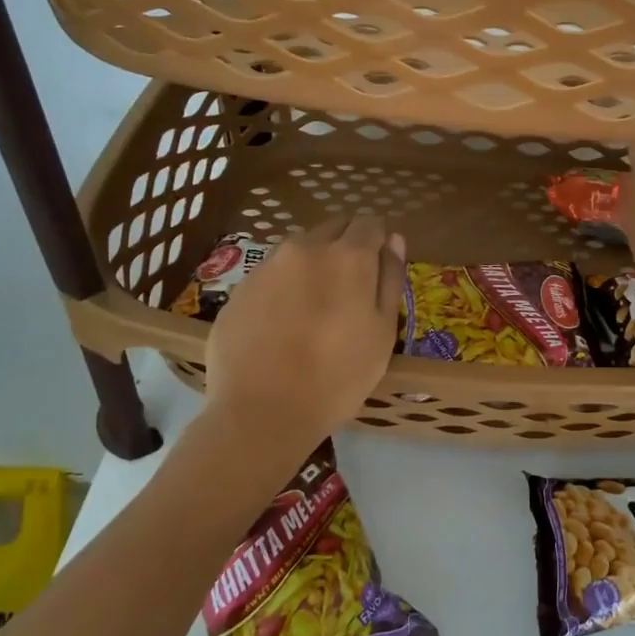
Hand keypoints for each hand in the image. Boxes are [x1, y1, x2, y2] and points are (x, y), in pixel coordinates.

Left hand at [204, 216, 405, 447]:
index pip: (370, 223)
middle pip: (333, 228)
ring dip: (314, 264)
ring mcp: (267, 266)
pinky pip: (271, 274)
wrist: (260, 412)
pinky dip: (284, 287)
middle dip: (347, 246)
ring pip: (300, 249)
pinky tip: (283, 324)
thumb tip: (394, 240)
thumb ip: (390, 279)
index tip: (379, 270)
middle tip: (350, 290)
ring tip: (315, 308)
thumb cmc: (338, 377)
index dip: (379, 242)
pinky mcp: (239, 289)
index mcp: (348, 256)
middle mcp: (305, 248)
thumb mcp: (383, 332)